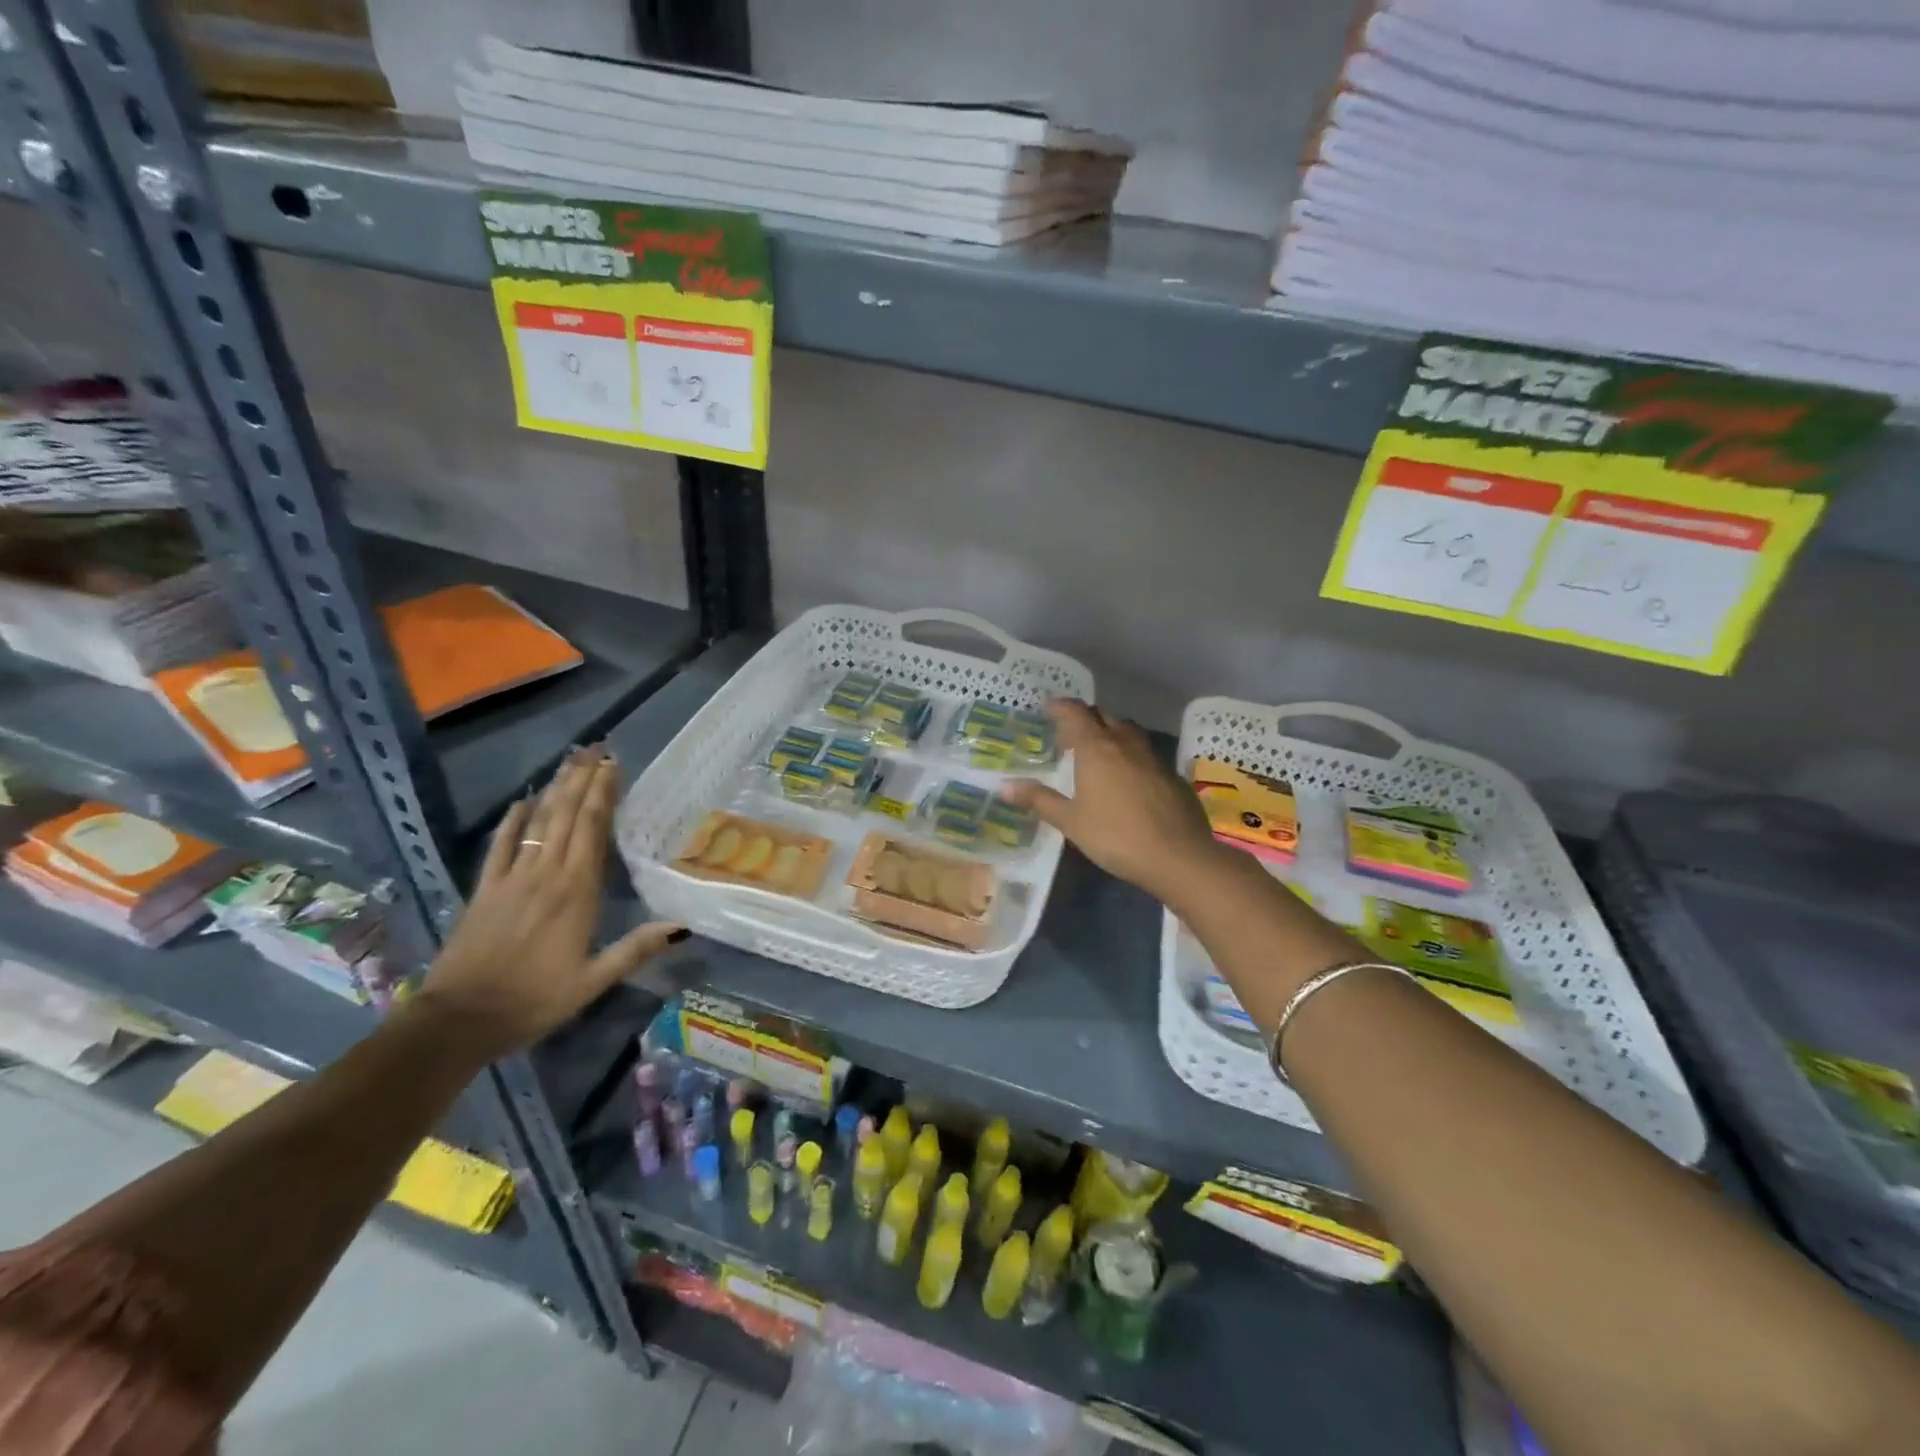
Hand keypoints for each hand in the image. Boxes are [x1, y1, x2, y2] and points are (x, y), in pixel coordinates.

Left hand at [411, 746, 684, 1060]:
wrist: (459, 1021)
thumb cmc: (534, 1001)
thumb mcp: (593, 981)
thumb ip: (636, 949)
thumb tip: (683, 925)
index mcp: (576, 892)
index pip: (592, 831)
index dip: (603, 795)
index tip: (613, 766)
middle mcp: (546, 875)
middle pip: (566, 817)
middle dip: (582, 781)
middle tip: (596, 749)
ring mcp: (511, 879)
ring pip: (538, 823)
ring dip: (555, 790)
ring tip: (570, 762)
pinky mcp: (485, 890)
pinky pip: (500, 846)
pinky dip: (512, 820)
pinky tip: (522, 801)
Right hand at [1001, 700, 1227, 909]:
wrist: (1177, 856)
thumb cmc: (1115, 836)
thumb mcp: (1070, 821)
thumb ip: (1038, 800)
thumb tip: (1003, 786)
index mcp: (1096, 748)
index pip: (1075, 713)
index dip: (1059, 707)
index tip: (1047, 708)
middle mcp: (1125, 744)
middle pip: (1103, 716)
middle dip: (1085, 718)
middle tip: (1069, 734)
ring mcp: (1153, 758)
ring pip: (1128, 732)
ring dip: (1111, 732)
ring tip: (1098, 750)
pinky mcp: (1171, 775)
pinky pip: (1145, 754)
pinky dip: (1130, 755)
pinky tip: (1127, 778)